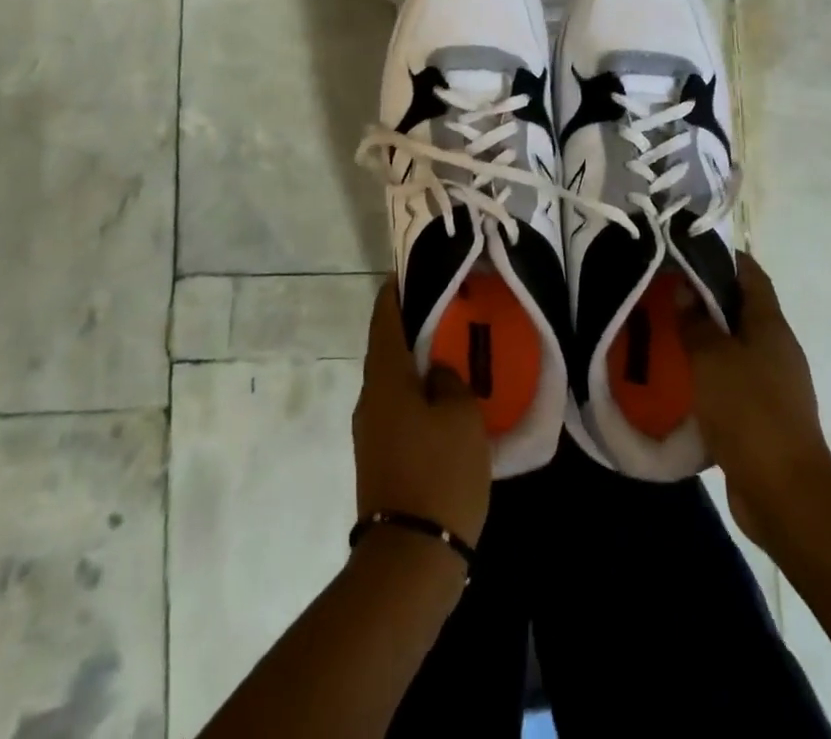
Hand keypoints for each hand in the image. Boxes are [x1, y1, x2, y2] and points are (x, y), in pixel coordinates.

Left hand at [352, 280, 491, 546]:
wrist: (410, 560)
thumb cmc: (439, 474)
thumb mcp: (461, 418)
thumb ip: (450, 381)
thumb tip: (438, 373)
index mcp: (386, 377)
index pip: (385, 318)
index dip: (395, 290)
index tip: (410, 270)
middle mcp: (370, 397)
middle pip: (387, 347)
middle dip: (412, 326)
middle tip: (446, 310)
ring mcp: (370, 430)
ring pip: (394, 381)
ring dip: (416, 363)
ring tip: (451, 352)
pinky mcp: (379, 458)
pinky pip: (398, 409)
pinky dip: (417, 394)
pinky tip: (444, 402)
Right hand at [681, 252, 830, 544]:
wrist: (785, 494)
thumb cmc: (750, 413)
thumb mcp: (713, 359)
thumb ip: (696, 322)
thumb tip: (685, 288)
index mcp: (771, 327)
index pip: (751, 275)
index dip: (724, 257)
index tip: (687, 249)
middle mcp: (776, 349)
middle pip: (740, 310)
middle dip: (704, 298)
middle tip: (664, 291)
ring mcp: (772, 385)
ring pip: (732, 347)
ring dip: (703, 338)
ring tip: (663, 331)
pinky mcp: (761, 416)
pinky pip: (730, 381)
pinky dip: (706, 374)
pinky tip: (677, 378)